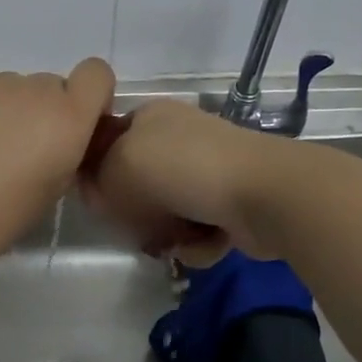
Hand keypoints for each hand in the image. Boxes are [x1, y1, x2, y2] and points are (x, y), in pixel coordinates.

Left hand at [0, 58, 116, 266]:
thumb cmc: (1, 215)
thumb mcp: (52, 190)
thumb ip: (66, 152)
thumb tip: (58, 141)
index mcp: (66, 117)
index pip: (97, 73)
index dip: (92, 95)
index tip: (78, 123)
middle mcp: (33, 90)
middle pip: (52, 85)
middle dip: (46, 111)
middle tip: (25, 149)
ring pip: (15, 89)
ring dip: (11, 111)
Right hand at [80, 99, 286, 260]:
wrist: (264, 193)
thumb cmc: (184, 169)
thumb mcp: (120, 165)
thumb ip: (96, 179)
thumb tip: (99, 195)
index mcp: (149, 117)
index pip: (107, 143)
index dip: (98, 174)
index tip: (100, 201)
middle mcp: (177, 139)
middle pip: (136, 184)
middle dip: (136, 212)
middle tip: (137, 227)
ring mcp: (206, 170)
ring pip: (165, 212)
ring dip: (166, 233)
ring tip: (176, 241)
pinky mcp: (229, 202)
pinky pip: (195, 229)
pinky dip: (196, 242)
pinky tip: (204, 244)